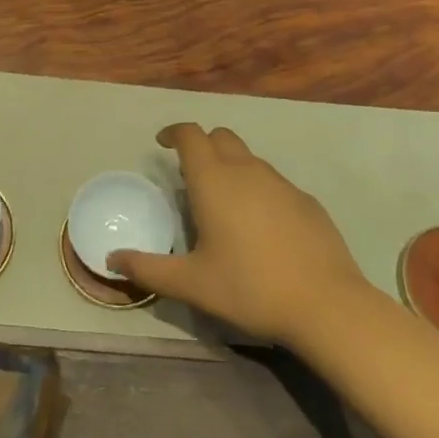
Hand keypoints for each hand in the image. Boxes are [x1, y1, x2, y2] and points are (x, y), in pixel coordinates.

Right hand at [110, 123, 368, 348]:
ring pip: (249, 158)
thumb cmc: (250, 288)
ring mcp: (281, 183)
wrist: (326, 305)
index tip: (162, 144)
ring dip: (231, 166)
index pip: (190, 135)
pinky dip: (258, 189)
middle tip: (190, 173)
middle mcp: (247, 170)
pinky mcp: (307, 201)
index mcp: (214, 181)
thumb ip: (148, 269)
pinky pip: (274, 182)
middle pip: (220, 136)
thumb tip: (111, 260)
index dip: (174, 132)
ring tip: (223, 202)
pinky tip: (261, 227)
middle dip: (202, 145)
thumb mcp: (191, 284)